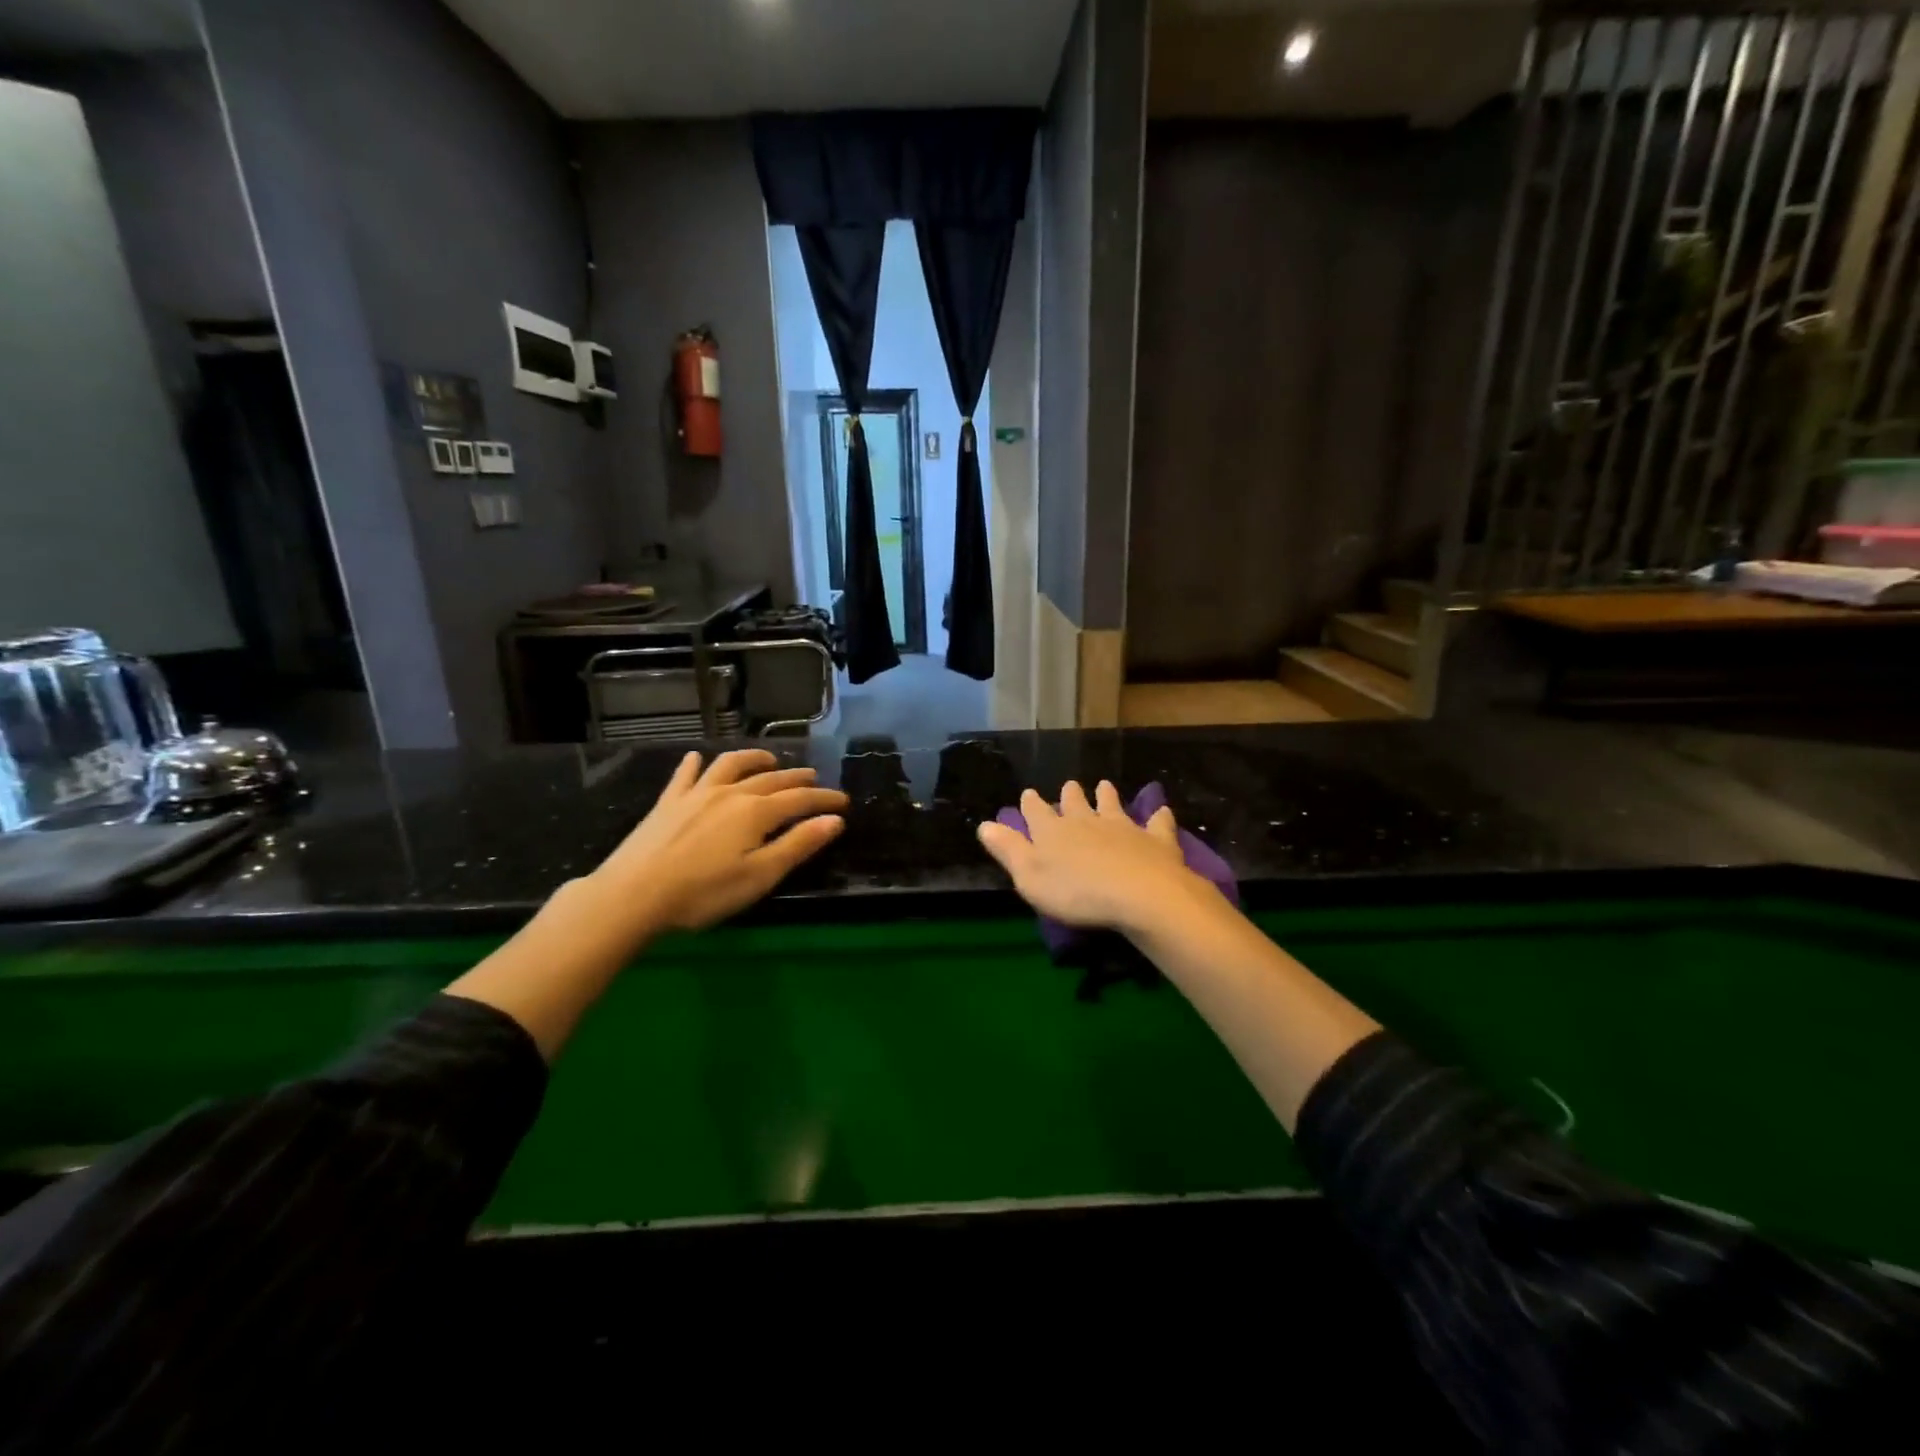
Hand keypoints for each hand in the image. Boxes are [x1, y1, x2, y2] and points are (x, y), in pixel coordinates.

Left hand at [591, 749, 847, 931]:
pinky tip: (696, 758)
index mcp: (756, 812)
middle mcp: (730, 793)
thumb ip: (798, 845)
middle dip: (797, 778)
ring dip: (754, 759)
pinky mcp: (668, 802)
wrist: (633, 894)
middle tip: (814, 778)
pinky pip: (685, 774)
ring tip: (769, 760)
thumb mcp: (760, 875)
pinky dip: (696, 763)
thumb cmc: (704, 892)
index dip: (824, 799)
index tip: (843, 802)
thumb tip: (835, 820)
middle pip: (771, 779)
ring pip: (731, 766)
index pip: (800, 799)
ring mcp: (696, 794)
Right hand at [976, 780, 1208, 935]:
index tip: (1028, 794)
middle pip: (1075, 803)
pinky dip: (1158, 816)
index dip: (1030, 804)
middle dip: (1070, 795)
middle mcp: (1086, 821)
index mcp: (1053, 831)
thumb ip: (1008, 850)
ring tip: (1105, 786)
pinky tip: (1162, 811)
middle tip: (1070, 786)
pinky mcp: (1155, 840)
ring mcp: (1123, 827)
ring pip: (1112, 805)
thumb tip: (985, 825)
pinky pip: (1157, 823)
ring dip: (1107, 796)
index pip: (1036, 812)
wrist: (1139, 895)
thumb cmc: (1076, 892)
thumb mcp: (1029, 877)